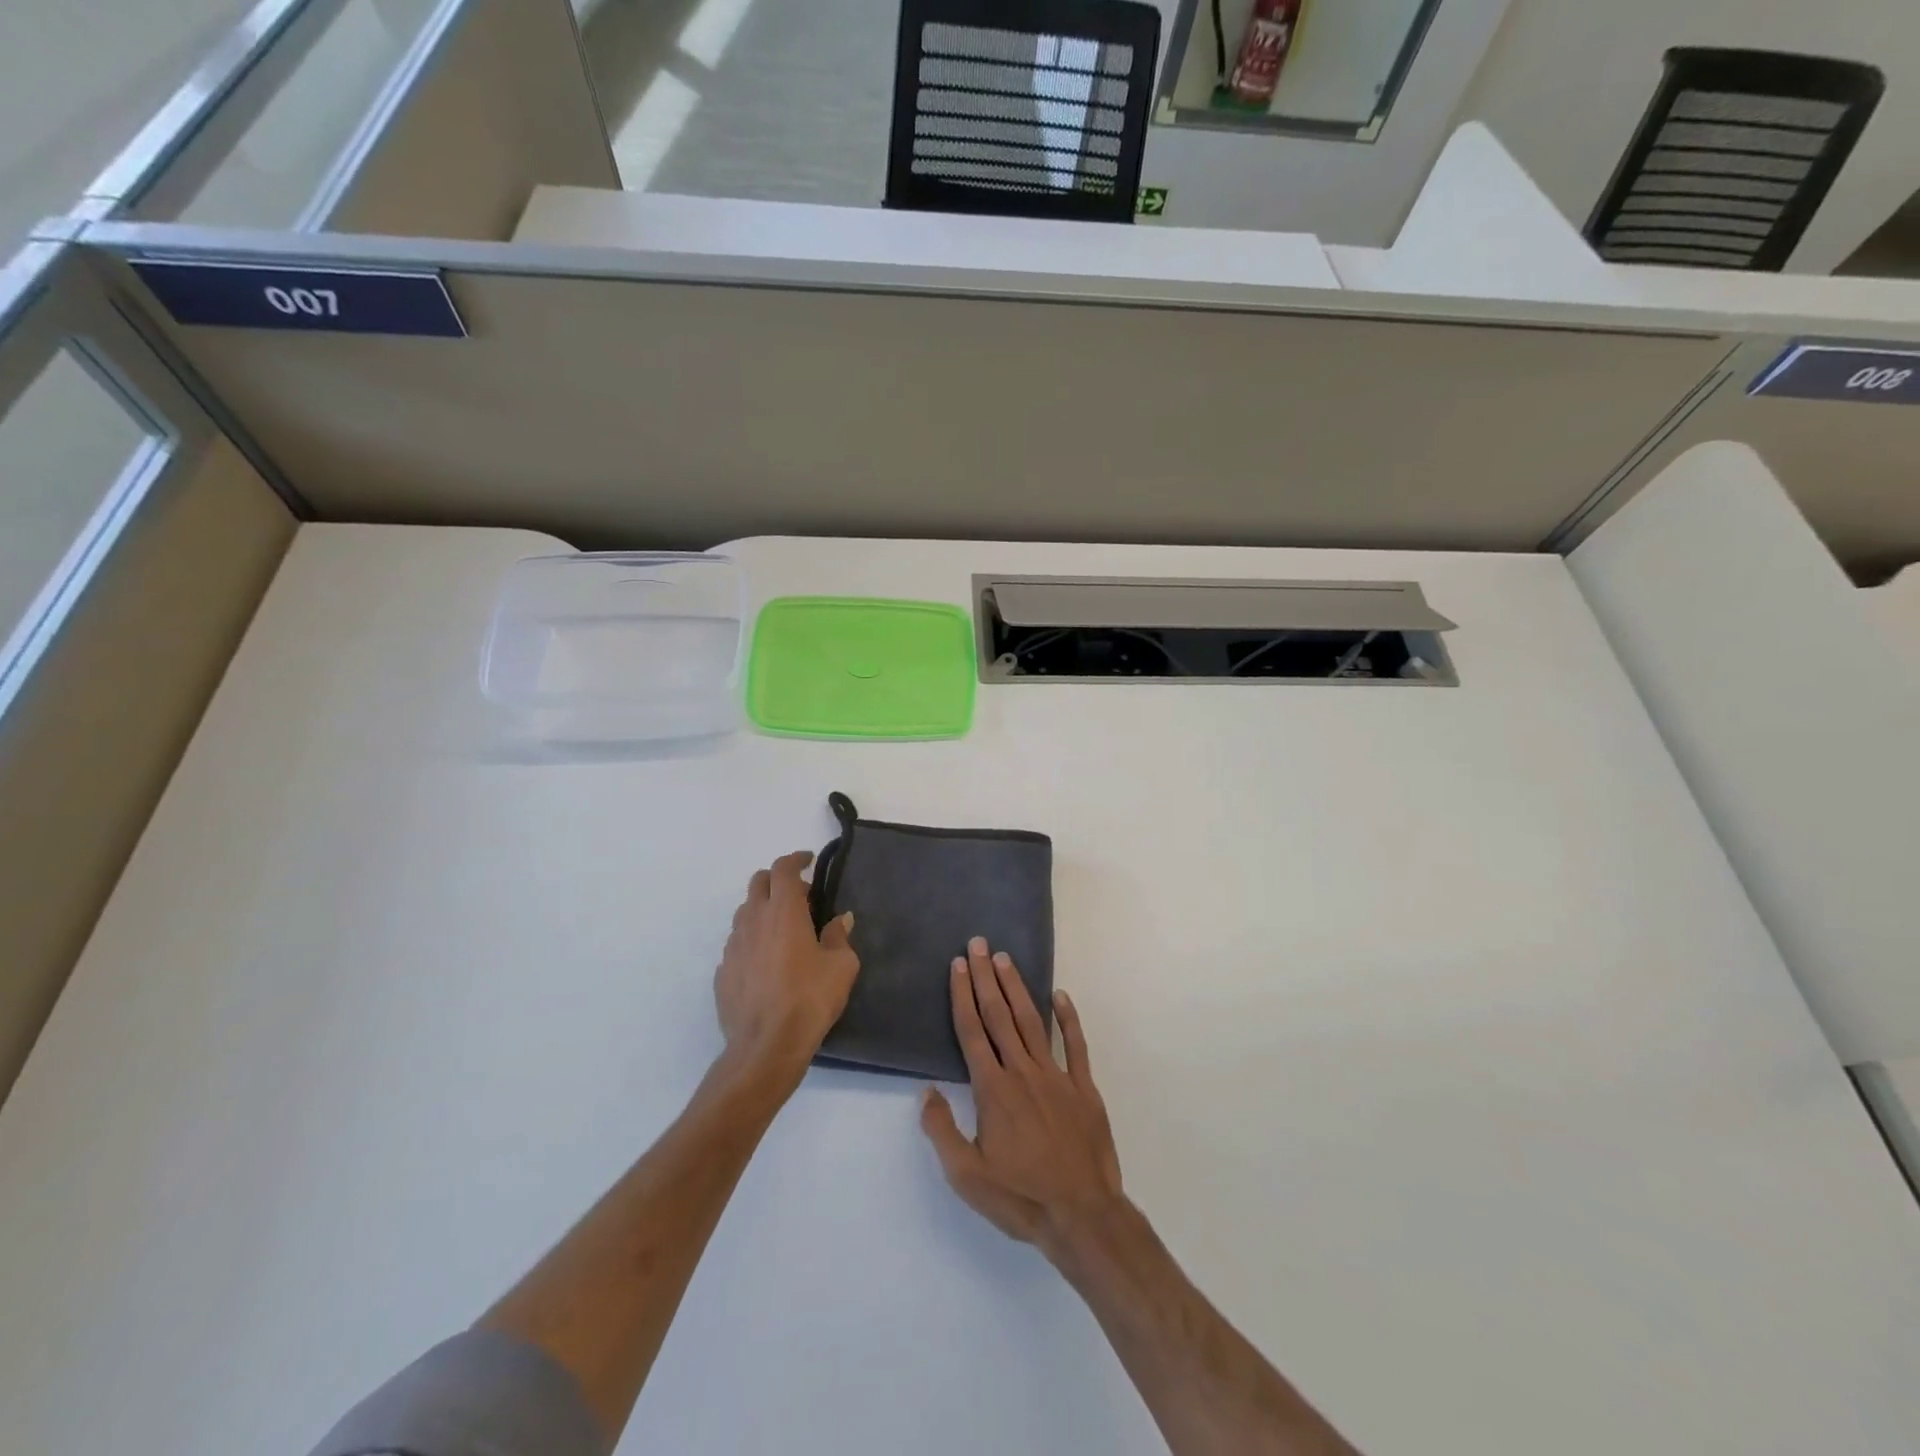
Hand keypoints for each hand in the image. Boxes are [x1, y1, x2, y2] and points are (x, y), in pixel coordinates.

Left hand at [714, 851, 858, 1087]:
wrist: (766, 1046)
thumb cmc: (810, 999)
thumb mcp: (841, 966)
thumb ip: (839, 936)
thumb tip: (840, 920)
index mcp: (783, 911)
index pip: (783, 869)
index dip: (796, 859)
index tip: (809, 861)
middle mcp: (753, 920)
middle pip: (758, 882)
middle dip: (778, 879)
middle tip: (800, 895)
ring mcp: (733, 946)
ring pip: (745, 912)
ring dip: (763, 909)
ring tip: (784, 929)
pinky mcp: (723, 972)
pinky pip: (738, 943)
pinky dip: (753, 940)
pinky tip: (767, 962)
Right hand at [920, 937, 1124, 1258]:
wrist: (1082, 1215)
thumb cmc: (1020, 1197)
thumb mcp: (967, 1176)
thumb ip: (942, 1131)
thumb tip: (926, 1092)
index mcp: (993, 1089)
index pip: (972, 1031)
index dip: (962, 996)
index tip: (957, 965)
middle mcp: (1022, 1072)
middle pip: (999, 1015)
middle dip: (985, 977)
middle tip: (978, 944)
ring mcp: (1056, 1076)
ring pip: (1031, 1022)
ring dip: (1017, 988)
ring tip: (1005, 959)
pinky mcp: (1083, 1088)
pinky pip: (1075, 1045)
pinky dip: (1068, 1018)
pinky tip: (1060, 996)